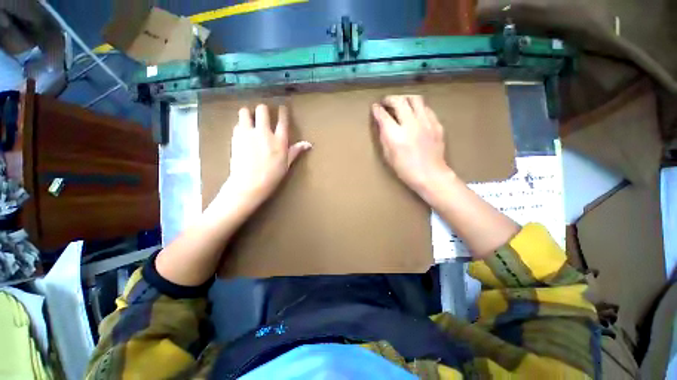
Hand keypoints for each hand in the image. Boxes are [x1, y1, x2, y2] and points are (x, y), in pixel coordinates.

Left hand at [224, 104, 310, 205]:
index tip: (281, 108)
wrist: (247, 185)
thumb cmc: (269, 178)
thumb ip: (295, 151)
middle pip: (262, 110)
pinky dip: (239, 126)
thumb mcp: (285, 166)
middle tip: (261, 114)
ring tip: (248, 118)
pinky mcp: (236, 138)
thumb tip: (308, 144)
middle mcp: (264, 133)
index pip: (282, 119)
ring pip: (245, 112)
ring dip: (247, 113)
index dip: (282, 111)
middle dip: (262, 110)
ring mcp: (248, 134)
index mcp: (279, 140)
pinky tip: (241, 132)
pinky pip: (237, 125)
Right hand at [372, 95, 452, 192]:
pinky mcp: (436, 124)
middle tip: (387, 102)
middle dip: (390, 99)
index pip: (383, 114)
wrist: (432, 176)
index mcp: (396, 135)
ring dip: (406, 99)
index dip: (377, 109)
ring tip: (403, 104)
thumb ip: (384, 136)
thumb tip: (382, 122)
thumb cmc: (407, 170)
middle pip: (399, 100)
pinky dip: (419, 108)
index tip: (376, 107)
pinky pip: (427, 108)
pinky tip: (417, 115)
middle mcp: (411, 125)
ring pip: (415, 99)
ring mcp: (426, 123)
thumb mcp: (389, 155)